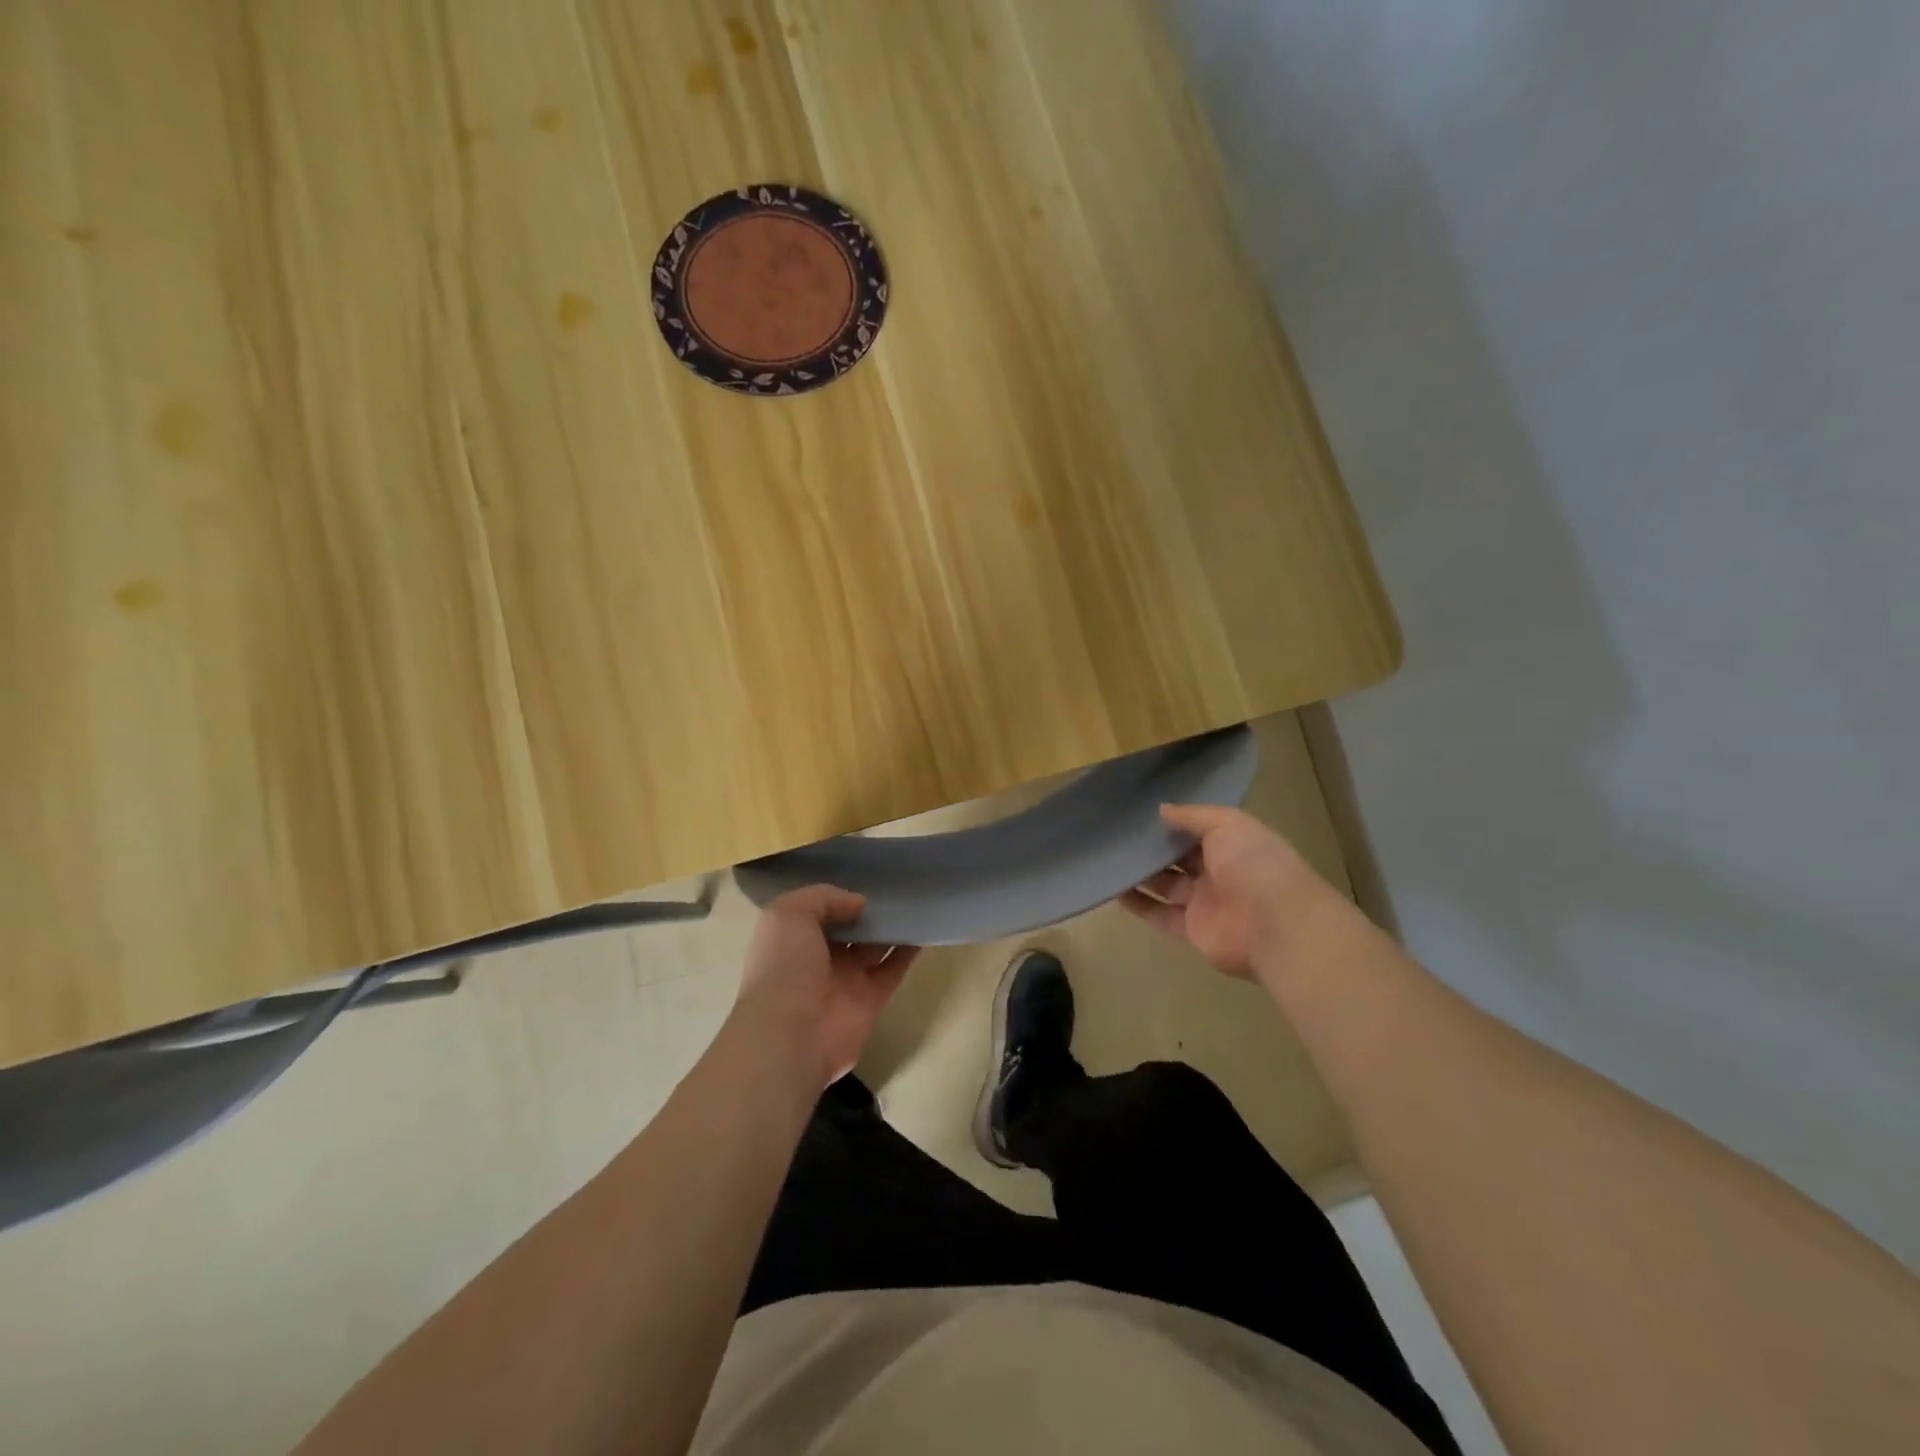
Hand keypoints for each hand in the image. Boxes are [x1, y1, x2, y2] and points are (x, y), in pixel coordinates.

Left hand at [729, 886, 919, 1088]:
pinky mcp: (871, 1000)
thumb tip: (859, 903)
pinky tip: (925, 928)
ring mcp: (846, 980)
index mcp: (792, 938)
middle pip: (849, 928)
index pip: (818, 911)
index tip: (863, 876)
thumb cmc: (784, 967)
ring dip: (891, 926)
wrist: (791, 1034)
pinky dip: (909, 950)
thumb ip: (824, 897)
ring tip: (915, 899)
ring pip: (874, 946)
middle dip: (868, 909)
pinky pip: (893, 969)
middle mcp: (818, 958)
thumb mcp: (789, 914)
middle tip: (896, 883)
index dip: (838, 895)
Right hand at [1121, 804, 1338, 979]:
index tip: (1138, 813)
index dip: (1171, 823)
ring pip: (1165, 885)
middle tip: (1116, 835)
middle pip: (1178, 858)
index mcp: (1232, 844)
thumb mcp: (1227, 824)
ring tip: (1109, 860)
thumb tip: (1160, 810)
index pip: (1197, 831)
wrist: (1276, 925)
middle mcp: (1218, 872)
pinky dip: (1139, 904)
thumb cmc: (1254, 864)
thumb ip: (1192, 816)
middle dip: (1152, 848)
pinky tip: (1114, 890)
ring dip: (1140, 875)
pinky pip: (1160, 915)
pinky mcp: (1192, 930)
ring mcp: (1205, 902)